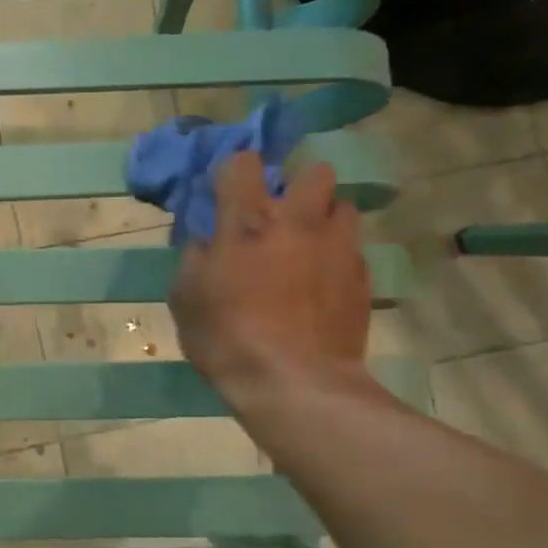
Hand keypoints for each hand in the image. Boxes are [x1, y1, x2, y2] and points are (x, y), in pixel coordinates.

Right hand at [170, 154, 372, 404]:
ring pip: (343, 207)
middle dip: (299, 186)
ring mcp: (337, 247)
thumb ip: (195, 259)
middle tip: (282, 217)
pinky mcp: (362, 277)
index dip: (235, 171)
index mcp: (248, 222)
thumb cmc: (227, 338)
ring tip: (309, 248)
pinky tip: (323, 288)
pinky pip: (352, 251)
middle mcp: (298, 222)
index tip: (229, 191)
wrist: (295, 384)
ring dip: (325, 220)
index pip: (244, 163)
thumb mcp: (185, 298)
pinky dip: (337, 259)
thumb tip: (207, 243)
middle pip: (314, 171)